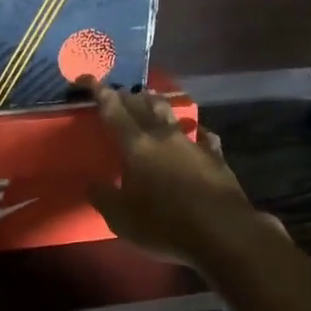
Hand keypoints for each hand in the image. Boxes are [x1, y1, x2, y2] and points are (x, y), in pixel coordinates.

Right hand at [81, 79, 286, 266]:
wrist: (222, 231)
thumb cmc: (164, 224)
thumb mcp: (120, 218)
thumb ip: (103, 197)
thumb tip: (91, 183)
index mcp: (136, 146)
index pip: (114, 112)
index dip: (100, 94)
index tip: (89, 78)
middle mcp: (163, 137)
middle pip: (143, 107)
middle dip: (128, 96)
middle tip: (118, 91)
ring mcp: (192, 144)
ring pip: (171, 115)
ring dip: (158, 104)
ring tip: (151, 96)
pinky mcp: (215, 157)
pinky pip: (203, 137)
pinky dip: (197, 131)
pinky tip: (200, 132)